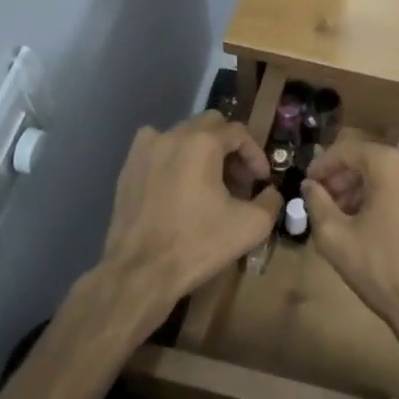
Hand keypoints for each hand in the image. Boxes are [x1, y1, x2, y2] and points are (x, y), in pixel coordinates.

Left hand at [87, 112, 281, 332]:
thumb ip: (270, 201)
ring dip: (202, 151)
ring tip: (209, 183)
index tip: (261, 180)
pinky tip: (178, 184)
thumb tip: (270, 192)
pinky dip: (173, 157)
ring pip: (183, 135)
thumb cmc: (197, 244)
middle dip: (230, 148)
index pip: (239, 132)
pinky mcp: (128, 167)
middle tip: (239, 179)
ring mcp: (145, 149)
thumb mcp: (251, 226)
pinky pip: (157, 148)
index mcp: (202, 142)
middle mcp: (172, 135)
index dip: (255, 154)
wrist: (140, 272)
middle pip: (210, 126)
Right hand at [302, 135, 398, 344]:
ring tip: (352, 213)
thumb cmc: (382, 271)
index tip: (309, 182)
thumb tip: (310, 185)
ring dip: (371, 186)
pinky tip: (383, 221)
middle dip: (347, 177)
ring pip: (397, 172)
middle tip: (327, 199)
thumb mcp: (335, 238)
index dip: (324, 164)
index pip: (348, 150)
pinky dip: (397, 195)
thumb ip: (317, 203)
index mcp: (391, 164)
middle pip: (374, 159)